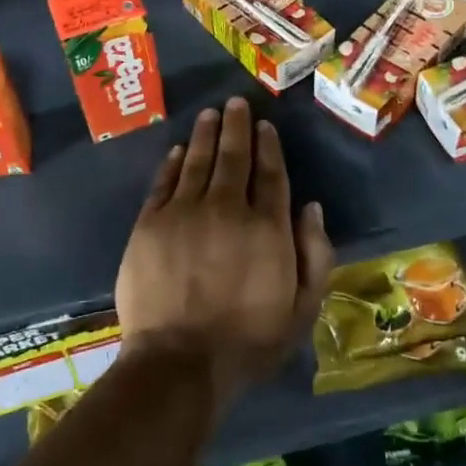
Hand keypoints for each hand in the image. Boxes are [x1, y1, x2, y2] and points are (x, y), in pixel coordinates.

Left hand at [116, 98, 334, 418]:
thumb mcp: (302, 310)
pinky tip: (178, 150)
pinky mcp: (150, 223)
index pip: (270, 174)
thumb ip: (315, 256)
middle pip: (234, 156)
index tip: (265, 126)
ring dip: (205, 134)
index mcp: (267, 227)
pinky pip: (164, 182)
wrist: (179, 362)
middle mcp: (227, 208)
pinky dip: (173, 163)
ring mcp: (184, 212)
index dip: (268, 146)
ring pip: (198, 160)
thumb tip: (312, 208)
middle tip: (236, 103)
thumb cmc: (248, 342)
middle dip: (236, 126)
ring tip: (210, 114)